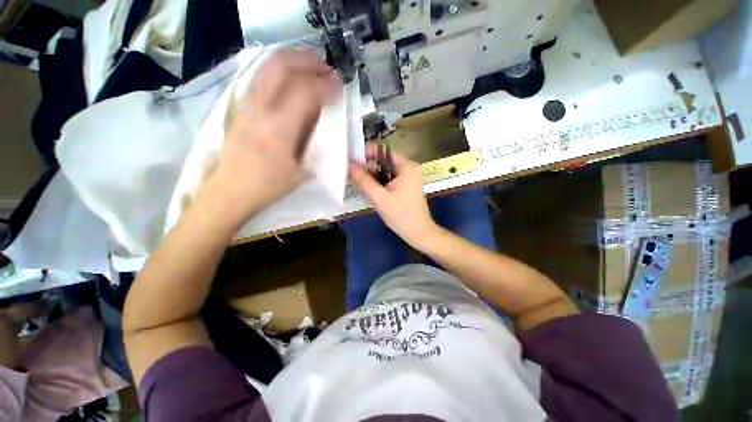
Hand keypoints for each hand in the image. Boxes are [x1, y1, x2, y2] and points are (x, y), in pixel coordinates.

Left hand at [202, 49, 341, 226]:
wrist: (230, 191)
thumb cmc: (269, 187)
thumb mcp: (301, 171)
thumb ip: (313, 143)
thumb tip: (320, 119)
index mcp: (279, 130)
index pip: (305, 92)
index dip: (326, 85)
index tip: (339, 87)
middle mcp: (260, 110)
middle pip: (282, 66)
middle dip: (308, 61)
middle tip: (326, 69)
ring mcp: (247, 105)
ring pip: (268, 67)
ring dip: (293, 61)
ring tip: (311, 68)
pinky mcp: (241, 107)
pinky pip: (261, 79)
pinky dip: (280, 71)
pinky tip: (291, 80)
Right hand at [348, 143, 439, 249]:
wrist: (418, 233)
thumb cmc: (401, 215)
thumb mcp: (379, 197)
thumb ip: (363, 180)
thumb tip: (349, 164)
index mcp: (406, 166)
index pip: (382, 152)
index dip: (365, 155)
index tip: (352, 164)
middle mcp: (408, 168)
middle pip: (383, 162)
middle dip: (368, 169)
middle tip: (353, 178)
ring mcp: (408, 177)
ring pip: (384, 172)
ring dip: (372, 178)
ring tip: (360, 187)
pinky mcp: (406, 186)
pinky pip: (388, 180)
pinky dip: (379, 184)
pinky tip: (371, 192)